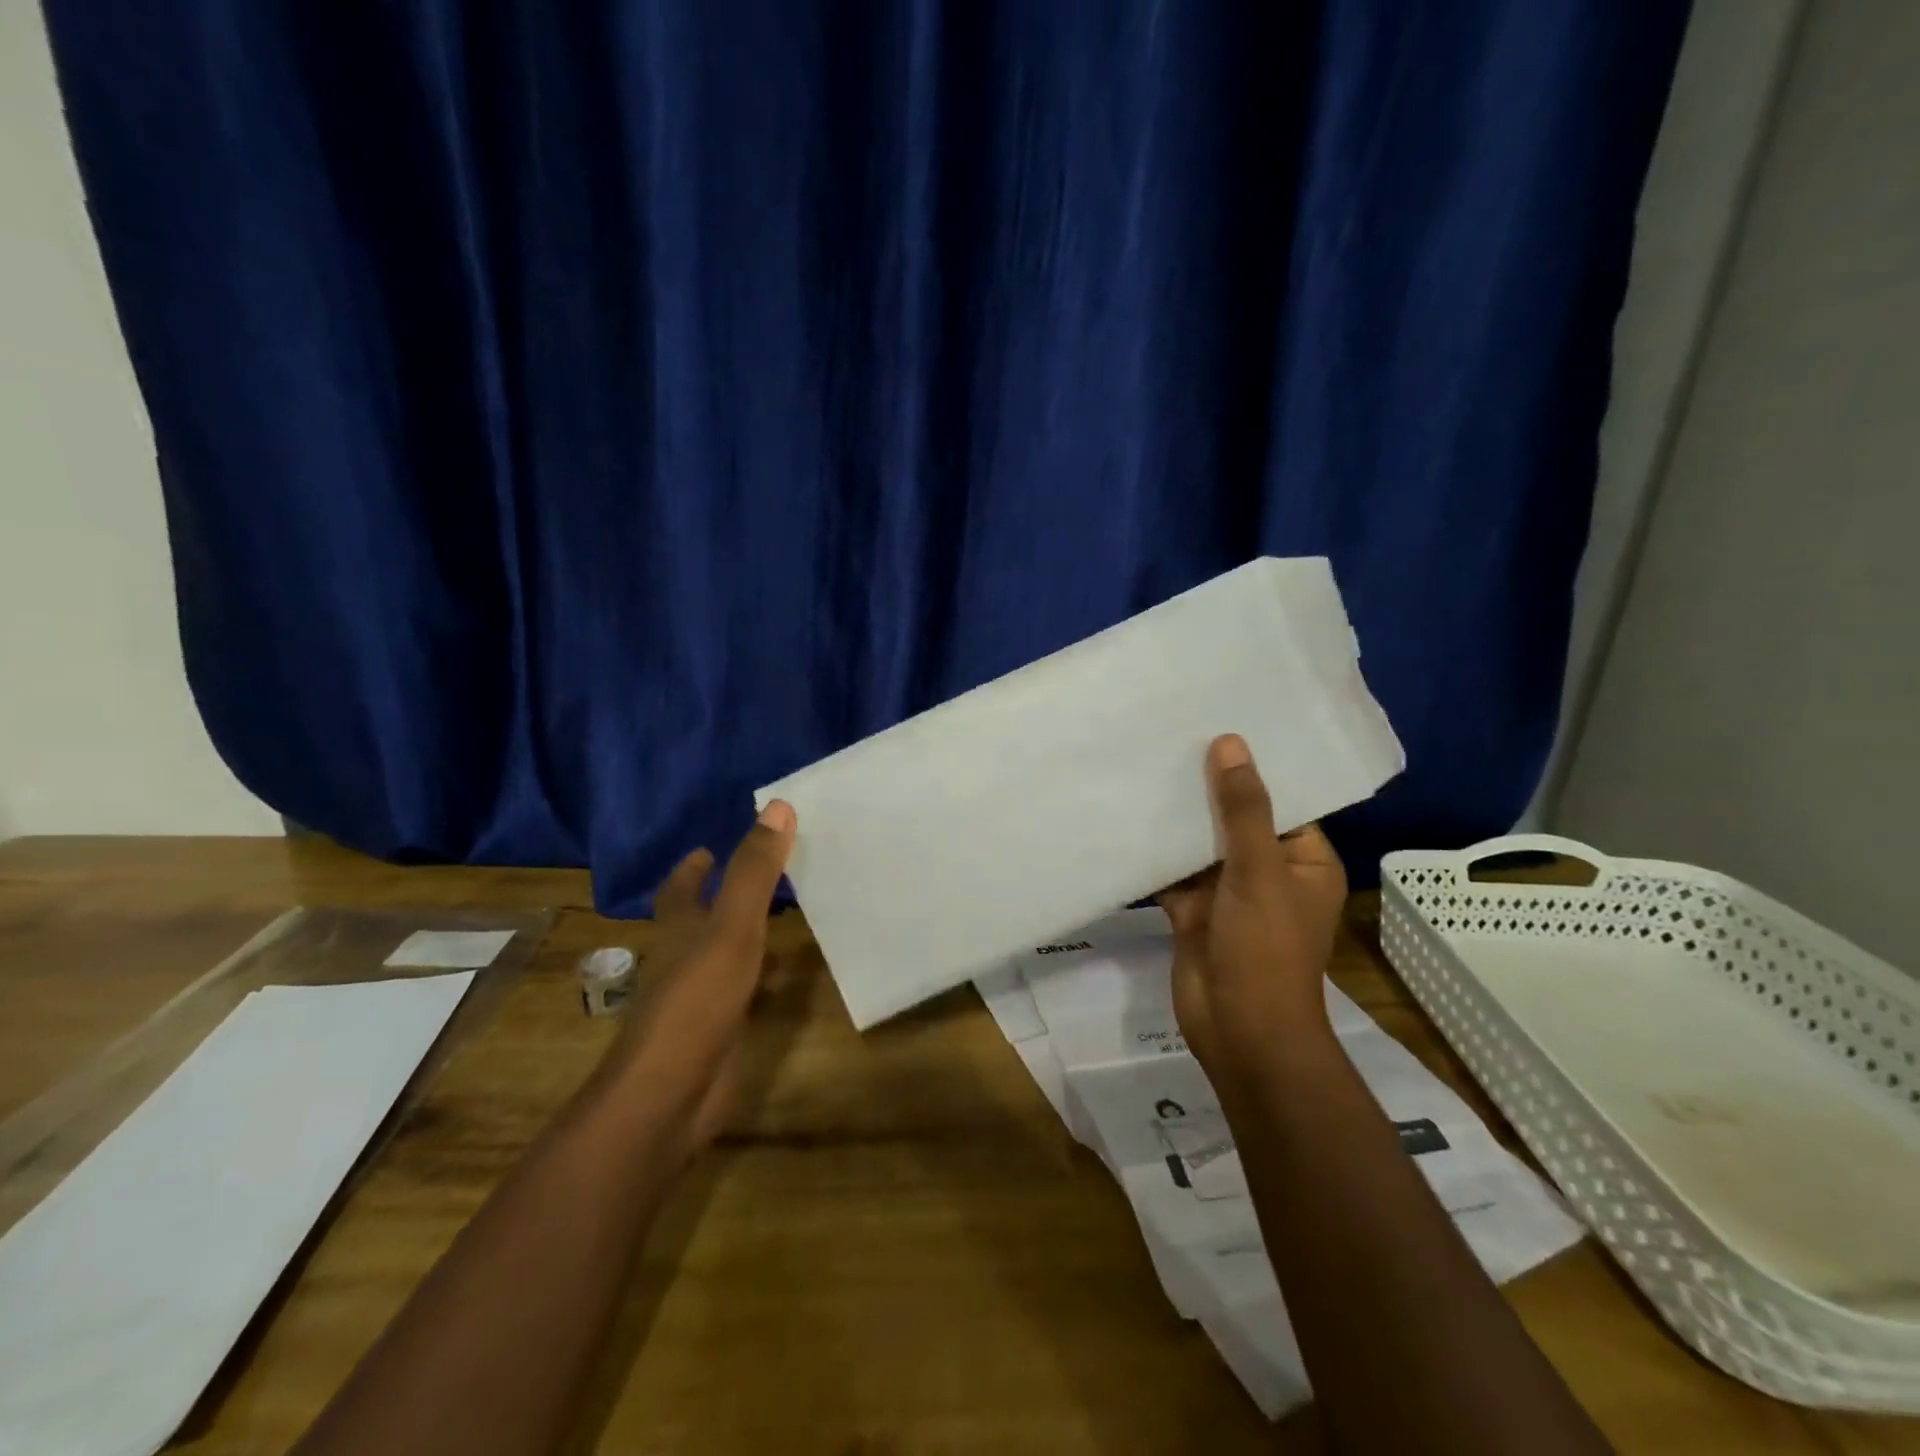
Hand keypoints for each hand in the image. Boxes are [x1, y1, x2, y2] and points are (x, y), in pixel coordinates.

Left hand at [606, 800, 796, 1156]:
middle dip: (721, 898)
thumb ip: (754, 871)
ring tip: (782, 917)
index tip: (708, 848)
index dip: (692, 868)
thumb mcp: (731, 926)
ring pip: (723, 956)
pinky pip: (742, 994)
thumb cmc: (697, 999)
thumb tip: (778, 806)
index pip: (679, 889)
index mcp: (679, 930)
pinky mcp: (718, 1032)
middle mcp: (684, 960)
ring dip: (744, 937)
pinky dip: (760, 980)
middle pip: (699, 921)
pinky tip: (785, 979)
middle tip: (761, 875)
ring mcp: (699, 1000)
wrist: (670, 1094)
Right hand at [1158, 735, 1346, 1084]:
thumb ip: (1242, 809)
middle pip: (1236, 821)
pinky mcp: (1193, 911)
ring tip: (1148, 764)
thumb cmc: (1265, 948)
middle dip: (1208, 789)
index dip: (1254, 769)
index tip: (1222, 728)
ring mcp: (1228, 894)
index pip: (1282, 803)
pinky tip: (1129, 814)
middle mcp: (1268, 873)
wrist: (1239, 1030)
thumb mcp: (1258, 870)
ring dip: (1179, 818)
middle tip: (1175, 736)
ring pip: (1201, 846)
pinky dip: (1156, 851)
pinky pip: (1174, 871)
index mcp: (1303, 862)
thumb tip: (1231, 743)